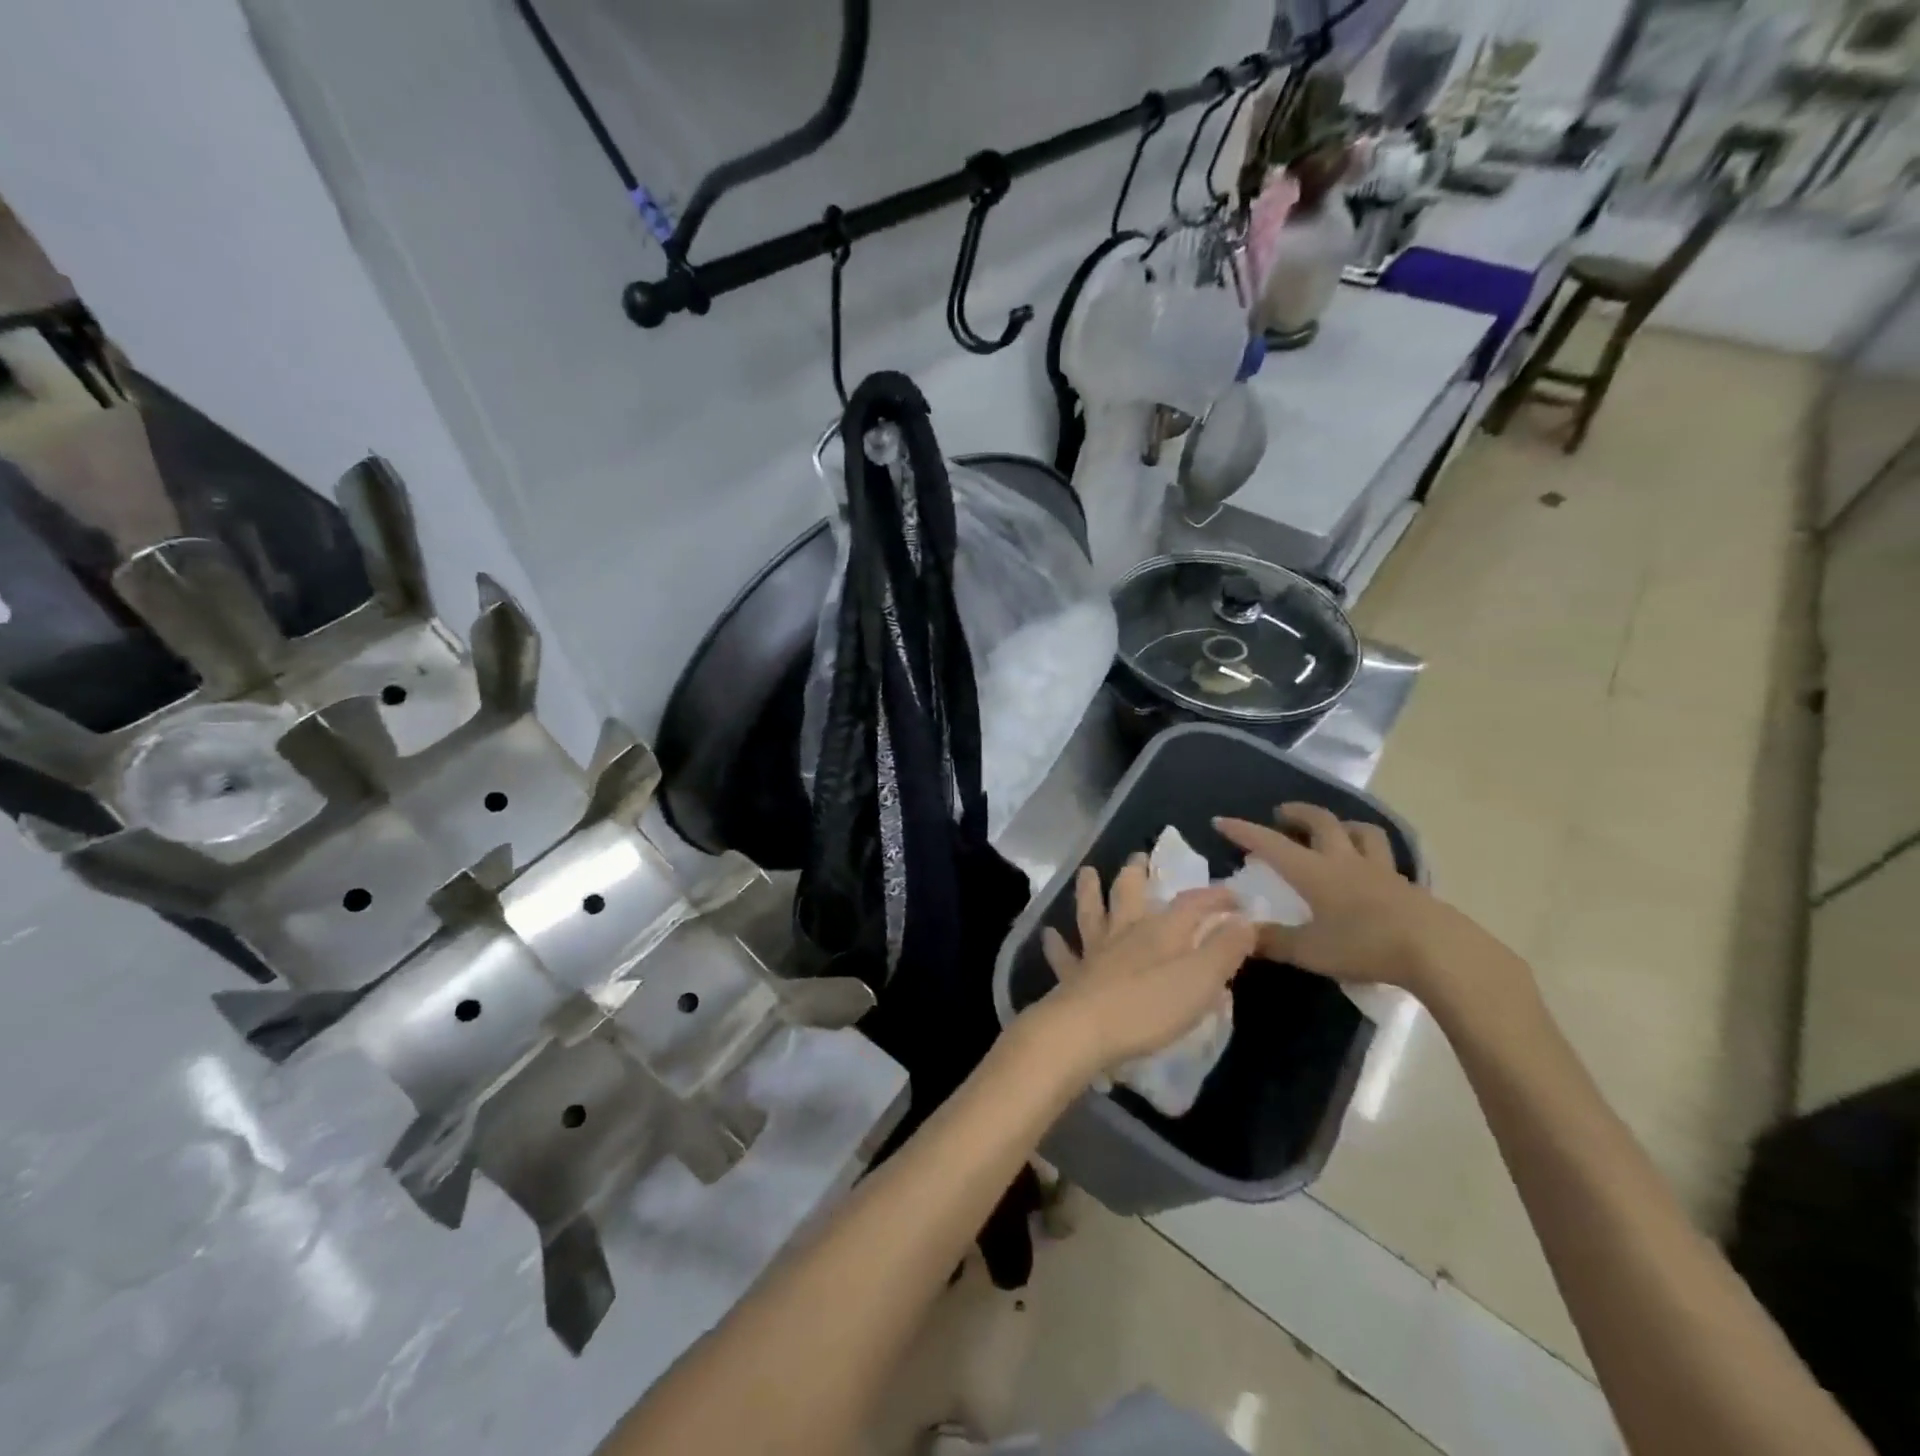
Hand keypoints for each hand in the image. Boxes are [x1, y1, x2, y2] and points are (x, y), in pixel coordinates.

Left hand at [1032, 855, 1255, 1076]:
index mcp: (1161, 932)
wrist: (1085, 1031)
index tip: (1236, 896)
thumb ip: (1225, 949)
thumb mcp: (1202, 980)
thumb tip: (1245, 919)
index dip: (1215, 897)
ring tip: (1087, 872)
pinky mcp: (1072, 977)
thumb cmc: (1150, 1007)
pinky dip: (1056, 944)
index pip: (1192, 903)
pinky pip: (1063, 955)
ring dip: (1090, 891)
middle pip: (1130, 894)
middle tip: (1138, 856)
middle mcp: (1125, 933)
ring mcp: (1094, 953)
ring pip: (1091, 913)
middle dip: (1137, 874)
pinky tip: (1049, 934)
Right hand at [1216, 804, 1488, 993]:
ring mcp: (1380, 870)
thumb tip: (1240, 934)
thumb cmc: (1364, 946)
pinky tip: (1368, 870)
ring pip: (1361, 832)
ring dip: (1342, 825)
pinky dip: (1369, 853)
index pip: (1271, 844)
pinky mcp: (1407, 886)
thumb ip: (1273, 942)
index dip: (1244, 831)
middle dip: (1297, 813)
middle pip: (1321, 822)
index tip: (1221, 820)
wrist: (1438, 951)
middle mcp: (1345, 861)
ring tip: (1332, 832)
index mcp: (1315, 872)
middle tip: (1281, 815)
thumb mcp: (1310, 951)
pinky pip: (1384, 857)